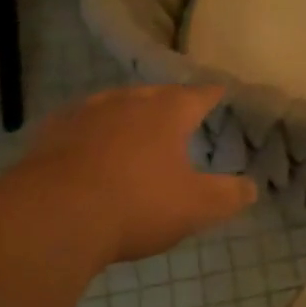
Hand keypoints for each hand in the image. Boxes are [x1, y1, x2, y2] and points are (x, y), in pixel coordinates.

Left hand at [21, 85, 256, 263]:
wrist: (54, 216)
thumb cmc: (136, 205)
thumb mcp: (195, 207)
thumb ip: (228, 196)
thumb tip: (252, 187)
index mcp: (167, 113)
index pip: (197, 95)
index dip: (211, 94)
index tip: (219, 90)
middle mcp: (128, 102)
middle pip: (155, 94)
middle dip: (169, 100)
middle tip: (177, 108)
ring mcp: (86, 114)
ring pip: (114, 103)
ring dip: (127, 111)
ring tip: (133, 122)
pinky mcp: (52, 133)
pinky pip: (79, 122)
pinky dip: (90, 129)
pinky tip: (86, 142)